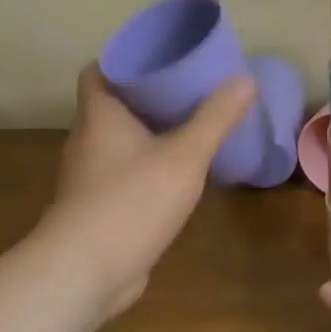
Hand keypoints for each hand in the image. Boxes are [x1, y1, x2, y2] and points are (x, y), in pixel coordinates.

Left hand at [43, 64, 256, 322]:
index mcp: (100, 115)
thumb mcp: (184, 156)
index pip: (99, 70)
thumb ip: (215, 118)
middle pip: (114, 104)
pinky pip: (124, 173)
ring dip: (150, 132)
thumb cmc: (131, 202)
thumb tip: (245, 80)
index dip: (127, 59)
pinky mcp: (97, 207)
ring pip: (120, 141)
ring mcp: (89, 177)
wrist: (85, 273)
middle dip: (149, 96)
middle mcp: (88, 140)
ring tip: (191, 126)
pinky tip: (177, 174)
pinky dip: (147, 166)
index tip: (163, 58)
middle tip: (190, 88)